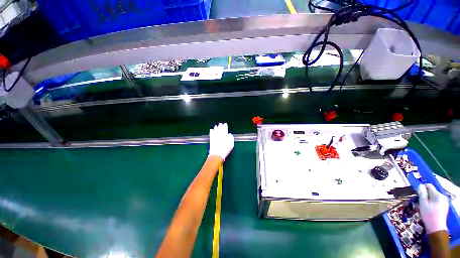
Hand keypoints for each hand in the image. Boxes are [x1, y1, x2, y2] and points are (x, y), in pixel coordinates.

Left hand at [208, 123, 233, 160]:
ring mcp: (215, 137)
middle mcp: (219, 135)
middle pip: (220, 129)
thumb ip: (231, 138)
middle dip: (220, 126)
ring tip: (216, 125)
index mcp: (225, 136)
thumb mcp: (231, 145)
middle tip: (220, 123)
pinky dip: (211, 131)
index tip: (225, 124)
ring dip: (216, 127)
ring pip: (215, 130)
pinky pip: (211, 134)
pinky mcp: (211, 139)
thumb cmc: (225, 150)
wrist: (217, 154)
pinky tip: (211, 129)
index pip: (225, 129)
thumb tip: (230, 134)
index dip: (225, 126)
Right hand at [418, 183, 448, 233]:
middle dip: (426, 195)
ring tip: (424, 206)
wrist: (436, 228)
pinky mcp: (444, 206)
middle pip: (432, 191)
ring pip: (434, 196)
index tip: (417, 193)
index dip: (422, 187)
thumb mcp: (423, 204)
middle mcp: (443, 196)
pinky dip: (432, 202)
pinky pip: (437, 201)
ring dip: (428, 199)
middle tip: (420, 201)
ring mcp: (444, 202)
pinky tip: (430, 208)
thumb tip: (420, 186)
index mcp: (438, 195)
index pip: (429, 186)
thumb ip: (422, 194)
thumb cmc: (428, 216)